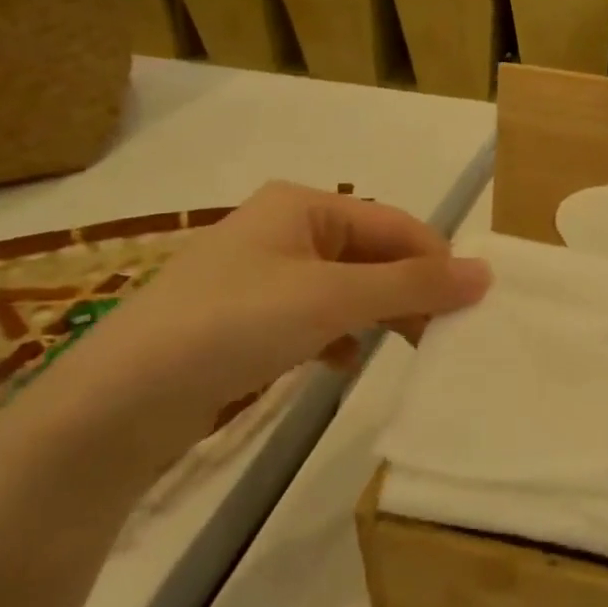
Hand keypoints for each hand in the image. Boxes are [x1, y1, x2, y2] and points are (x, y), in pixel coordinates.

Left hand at [0, 183, 490, 484]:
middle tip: (445, 334)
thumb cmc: (234, 325)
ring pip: (347, 288)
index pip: (396, 223)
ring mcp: (263, 275)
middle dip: (410, 291)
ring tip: (408, 349)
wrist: (121, 401)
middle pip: (373, 254)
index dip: (438, 261)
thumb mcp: (333, 298)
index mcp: (304, 205)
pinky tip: (343, 362)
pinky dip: (340, 335)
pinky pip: (315, 317)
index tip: (472, 306)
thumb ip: (412, 284)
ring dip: (380, 314)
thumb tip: (486, 273)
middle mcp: (285, 230)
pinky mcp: (247, 319)